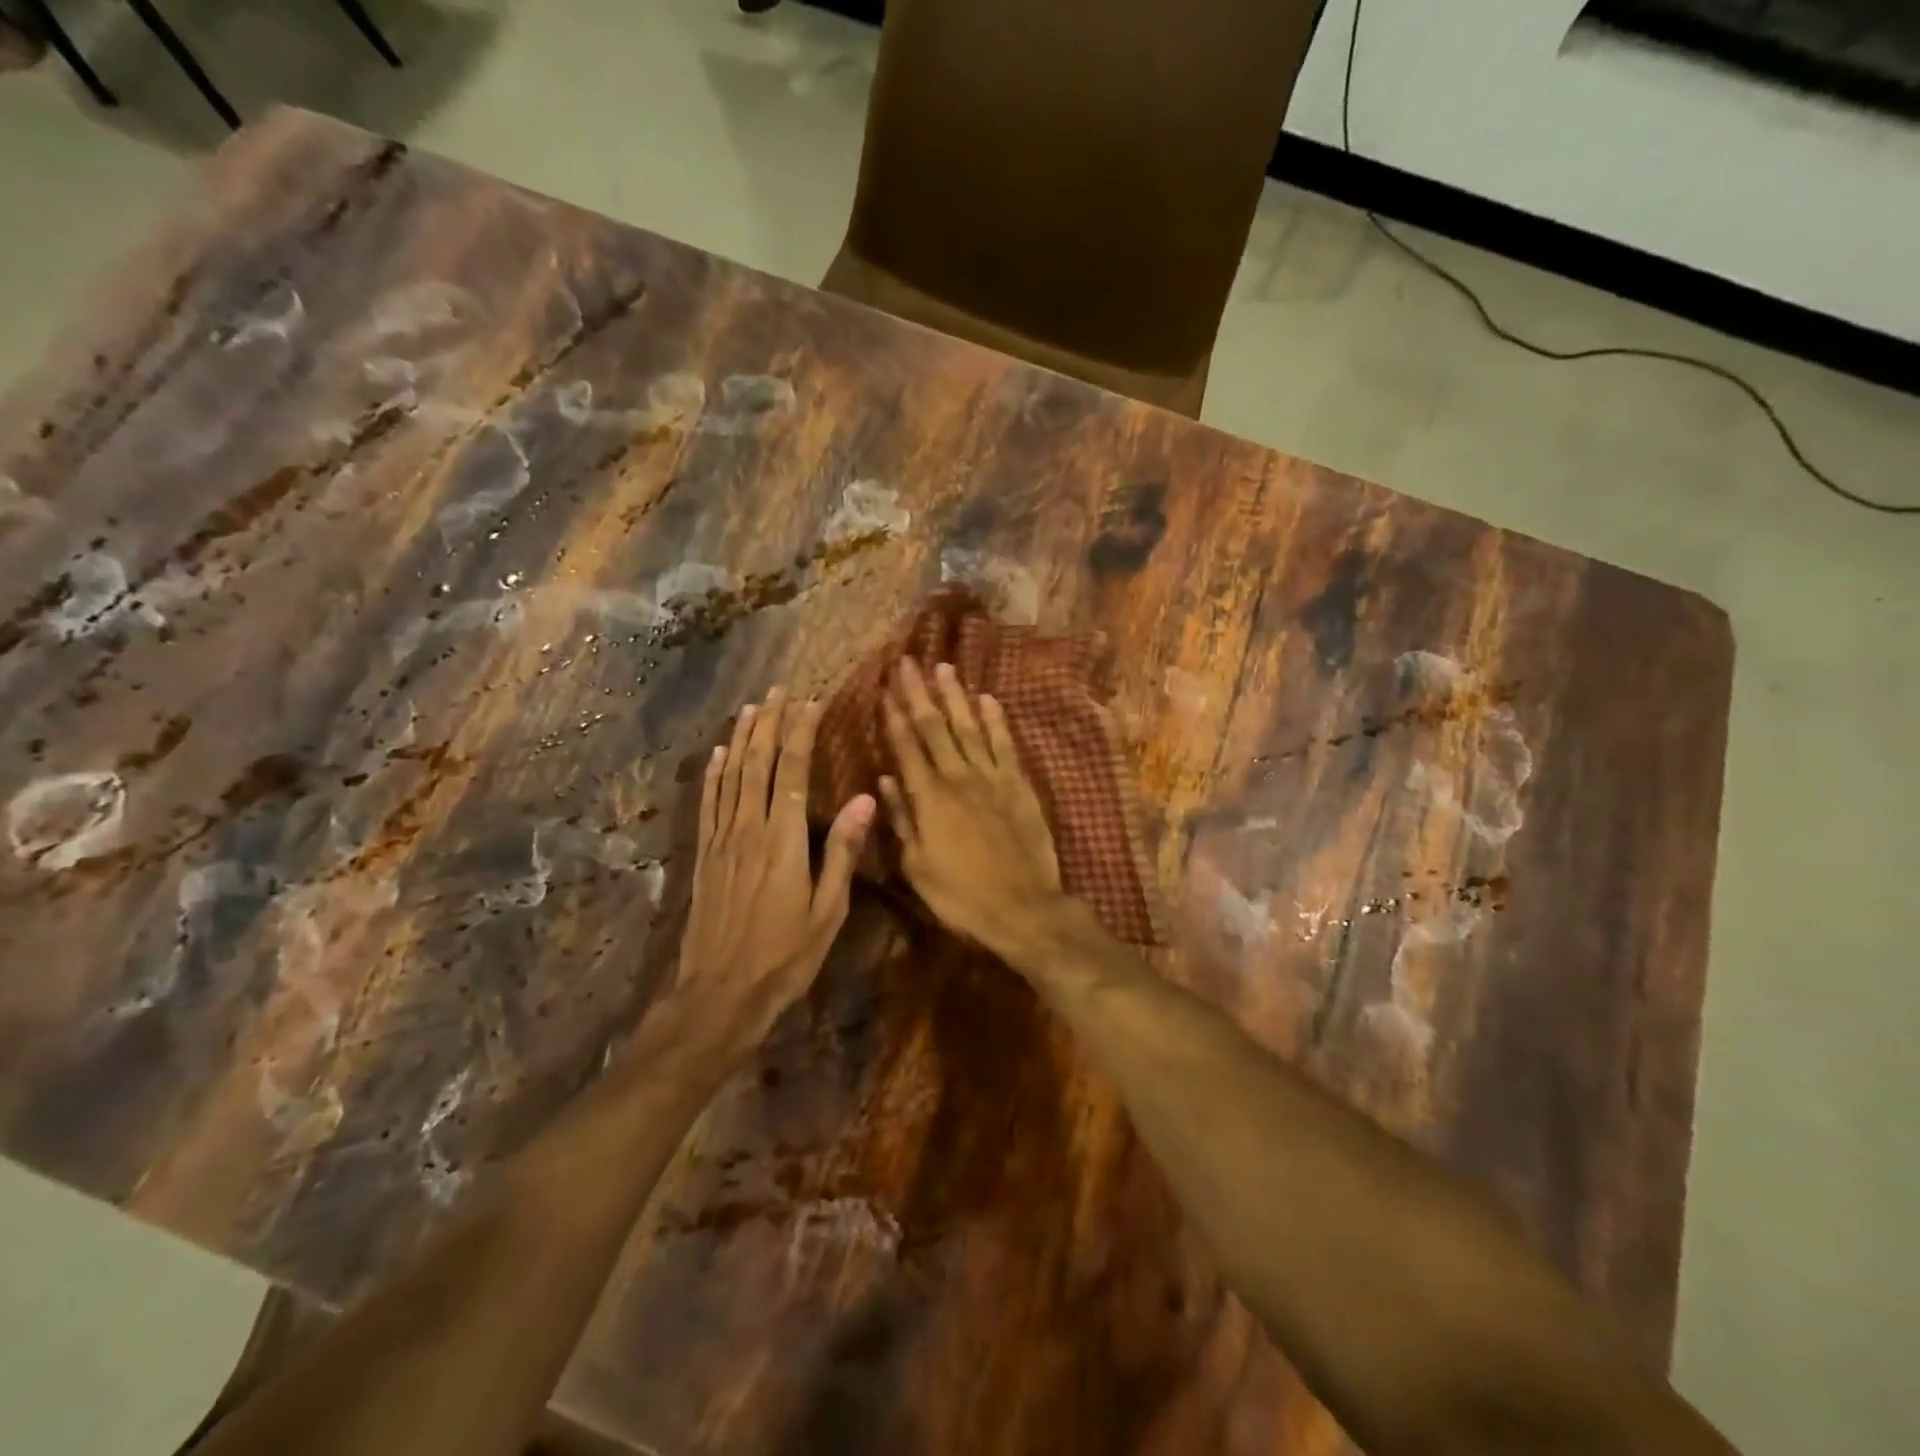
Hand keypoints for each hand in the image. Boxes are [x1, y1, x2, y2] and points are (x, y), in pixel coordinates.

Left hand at [672, 689, 874, 1059]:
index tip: (811, 702)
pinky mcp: (704, 856)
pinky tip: (717, 754)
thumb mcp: (828, 911)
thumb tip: (865, 800)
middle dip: (770, 723)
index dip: (801, 733)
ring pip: (731, 776)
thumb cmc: (785, 957)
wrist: (719, 995)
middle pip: (758, 763)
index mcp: (784, 840)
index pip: (793, 772)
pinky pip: (708, 803)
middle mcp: (749, 829)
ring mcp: (721, 841)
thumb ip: (843, 852)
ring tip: (751, 707)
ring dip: (741, 738)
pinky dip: (713, 774)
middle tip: (780, 690)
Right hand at [877, 659, 1065, 961]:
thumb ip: (902, 819)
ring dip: (955, 697)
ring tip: (943, 668)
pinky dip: (995, 721)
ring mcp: (992, 778)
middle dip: (918, 693)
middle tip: (907, 662)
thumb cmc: (961, 895)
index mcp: (929, 798)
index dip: (894, 716)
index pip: (907, 747)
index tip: (885, 688)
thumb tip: (884, 779)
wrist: (1023, 908)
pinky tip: (987, 699)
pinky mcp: (1019, 785)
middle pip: (934, 728)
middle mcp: (959, 778)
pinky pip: (1005, 745)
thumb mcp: (917, 867)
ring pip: (969, 727)